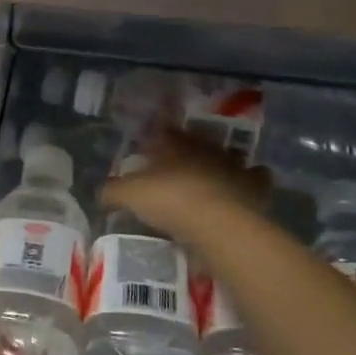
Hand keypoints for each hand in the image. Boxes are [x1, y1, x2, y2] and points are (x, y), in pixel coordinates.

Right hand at [101, 128, 271, 244]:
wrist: (218, 223)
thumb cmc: (170, 201)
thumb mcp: (130, 196)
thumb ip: (113, 191)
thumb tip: (100, 192)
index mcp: (174, 144)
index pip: (163, 131)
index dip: (157, 134)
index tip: (150, 141)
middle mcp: (205, 148)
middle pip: (196, 142)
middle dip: (189, 148)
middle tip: (179, 162)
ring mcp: (233, 165)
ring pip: (228, 156)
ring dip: (221, 162)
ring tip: (212, 175)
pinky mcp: (255, 186)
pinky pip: (256, 177)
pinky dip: (251, 181)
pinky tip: (243, 190)